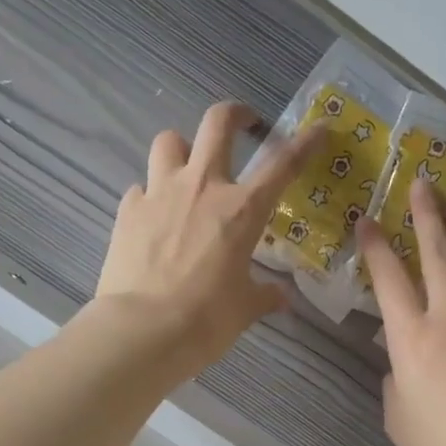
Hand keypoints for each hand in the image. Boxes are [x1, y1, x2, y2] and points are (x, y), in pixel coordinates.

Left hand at [97, 102, 321, 375]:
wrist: (142, 331)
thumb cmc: (205, 320)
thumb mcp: (244, 308)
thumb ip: (264, 296)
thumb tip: (280, 298)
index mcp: (242, 210)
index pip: (283, 165)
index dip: (304, 143)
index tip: (318, 129)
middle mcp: (202, 187)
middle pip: (217, 123)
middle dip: (234, 114)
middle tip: (242, 123)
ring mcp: (160, 193)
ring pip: (168, 140)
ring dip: (181, 148)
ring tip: (186, 169)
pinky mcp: (128, 210)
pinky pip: (140, 186)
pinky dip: (150, 195)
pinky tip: (153, 217)